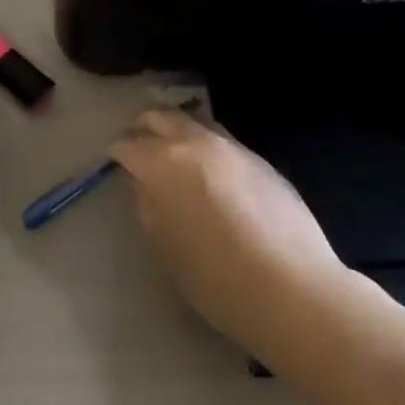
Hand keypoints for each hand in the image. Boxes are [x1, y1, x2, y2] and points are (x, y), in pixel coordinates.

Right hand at [110, 109, 364, 359]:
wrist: (290, 288)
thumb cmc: (213, 276)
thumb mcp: (164, 245)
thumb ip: (148, 205)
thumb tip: (144, 184)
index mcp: (163, 163)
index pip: (129, 145)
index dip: (118, 152)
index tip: (115, 162)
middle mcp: (198, 143)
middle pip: (163, 117)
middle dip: (145, 127)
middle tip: (138, 144)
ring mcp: (234, 148)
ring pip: (197, 123)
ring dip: (180, 131)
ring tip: (175, 155)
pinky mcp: (263, 162)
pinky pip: (224, 142)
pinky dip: (208, 148)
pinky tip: (211, 174)